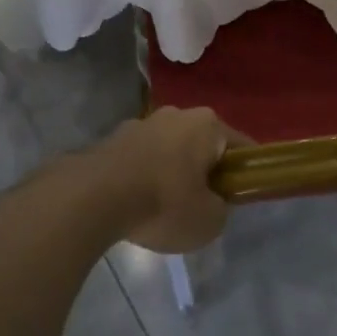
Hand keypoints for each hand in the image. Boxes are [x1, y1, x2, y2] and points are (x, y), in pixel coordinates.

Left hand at [93, 107, 243, 253]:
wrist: (92, 199)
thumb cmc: (164, 203)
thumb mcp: (210, 220)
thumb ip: (220, 208)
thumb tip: (211, 202)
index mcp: (208, 125)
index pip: (241, 147)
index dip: (244, 173)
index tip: (240, 196)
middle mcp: (176, 114)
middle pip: (201, 145)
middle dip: (204, 170)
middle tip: (202, 205)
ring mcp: (140, 124)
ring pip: (168, 150)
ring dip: (170, 173)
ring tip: (161, 210)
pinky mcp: (110, 139)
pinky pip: (139, 160)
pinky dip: (142, 178)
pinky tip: (134, 205)